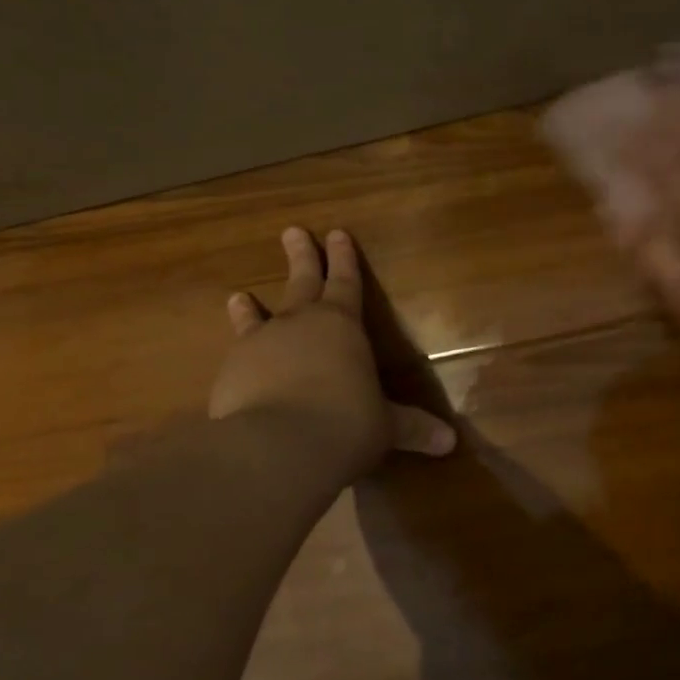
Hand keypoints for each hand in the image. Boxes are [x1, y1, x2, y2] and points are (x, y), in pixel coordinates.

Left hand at [208, 228, 455, 478]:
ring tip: (238, 296)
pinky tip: (231, 366)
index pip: (347, 283)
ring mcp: (259, 345)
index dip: (344, 260)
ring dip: (250, 307)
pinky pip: (235, 358)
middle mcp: (299, 324)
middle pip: (302, 282)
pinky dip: (237, 357)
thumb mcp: (386, 428)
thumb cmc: (346, 425)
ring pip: (256, 317)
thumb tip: (449, 442)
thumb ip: (413, 428)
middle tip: (292, 232)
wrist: (277, 447)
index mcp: (342, 325)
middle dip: (302, 257)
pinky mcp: (230, 374)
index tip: (337, 233)